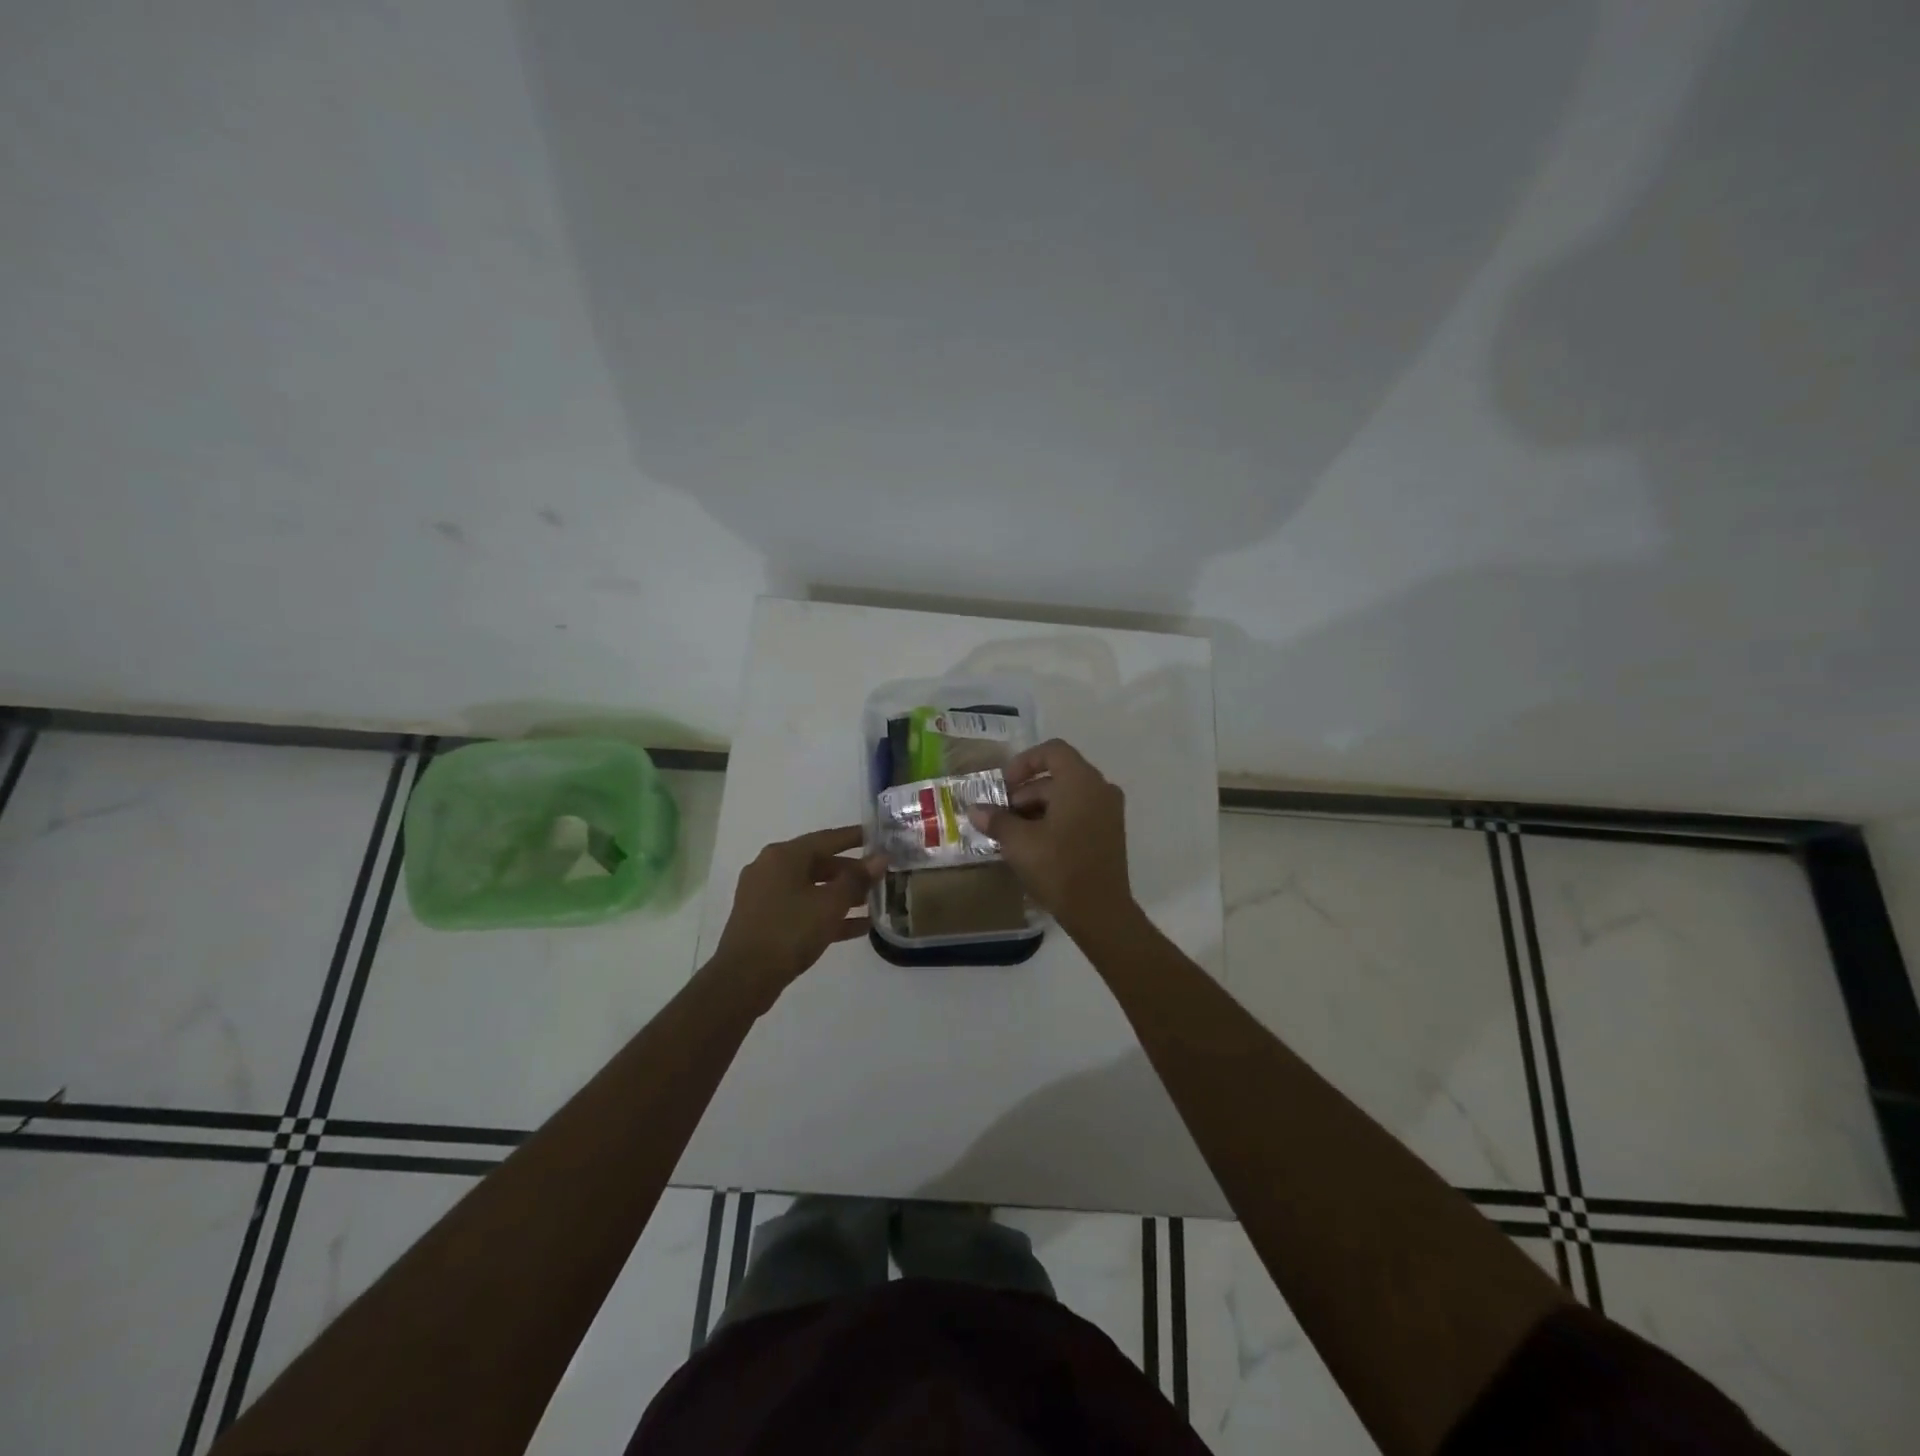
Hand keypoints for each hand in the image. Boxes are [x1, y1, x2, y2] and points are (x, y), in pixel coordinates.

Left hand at [711, 825, 883, 1011]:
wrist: (743, 979)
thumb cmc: (789, 931)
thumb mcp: (830, 904)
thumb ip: (858, 879)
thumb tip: (880, 858)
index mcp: (784, 856)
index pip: (827, 838)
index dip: (856, 837)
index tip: (880, 837)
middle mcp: (771, 868)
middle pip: (819, 863)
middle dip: (852, 872)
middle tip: (881, 876)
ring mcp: (765, 896)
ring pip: (812, 888)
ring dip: (842, 895)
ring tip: (874, 903)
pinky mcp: (765, 920)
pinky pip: (803, 909)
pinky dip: (827, 915)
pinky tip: (858, 928)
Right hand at [968, 739, 1134, 939]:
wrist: (1100, 911)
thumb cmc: (1058, 867)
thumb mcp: (1019, 842)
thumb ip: (996, 819)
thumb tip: (974, 810)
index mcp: (1081, 781)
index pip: (1052, 751)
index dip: (1023, 763)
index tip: (1003, 786)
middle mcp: (1100, 788)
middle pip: (1058, 775)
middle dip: (1026, 792)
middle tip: (1002, 816)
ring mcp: (1109, 811)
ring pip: (1068, 796)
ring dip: (1038, 808)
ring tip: (1014, 833)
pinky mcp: (1110, 833)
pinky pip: (1080, 812)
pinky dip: (1056, 819)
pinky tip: (1035, 844)